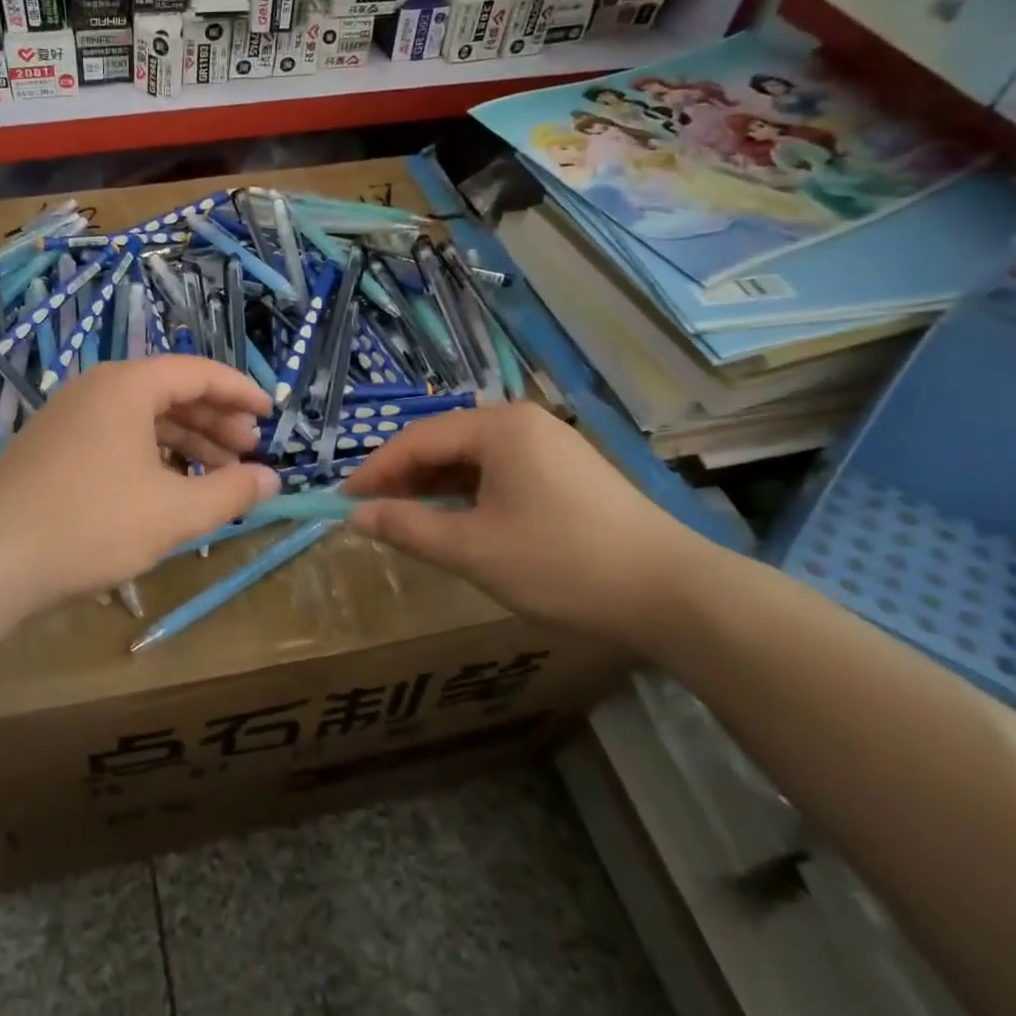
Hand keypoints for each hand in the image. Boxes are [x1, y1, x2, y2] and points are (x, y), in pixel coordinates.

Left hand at [0, 356, 278, 607]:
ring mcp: (69, 417)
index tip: (271, 414)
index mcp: (127, 386)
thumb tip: (272, 479)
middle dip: (215, 421)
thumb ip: (230, 492)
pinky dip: (151, 455)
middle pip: (170, 392)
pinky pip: (116, 437)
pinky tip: (167, 488)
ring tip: (217, 475)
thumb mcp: (173, 512)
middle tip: (248, 451)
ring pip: (142, 418)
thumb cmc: (91, 524)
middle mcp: (96, 389)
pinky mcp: (53, 447)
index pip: (197, 372)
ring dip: (185, 442)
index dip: (240, 392)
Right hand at [340, 402, 711, 645]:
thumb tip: (356, 516)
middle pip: (443, 443)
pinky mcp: (566, 471)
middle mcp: (523, 423)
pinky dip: (467, 494)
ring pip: (471, 459)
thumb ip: (407, 528)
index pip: (417, 440)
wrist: (673, 593)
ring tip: (404, 518)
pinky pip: (498, 472)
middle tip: (369, 512)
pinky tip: (454, 519)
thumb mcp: (472, 550)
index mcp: (499, 427)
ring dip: (433, 487)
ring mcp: (549, 445)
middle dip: (403, 477)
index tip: (342, 501)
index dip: (374, 471)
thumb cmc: (561, 563)